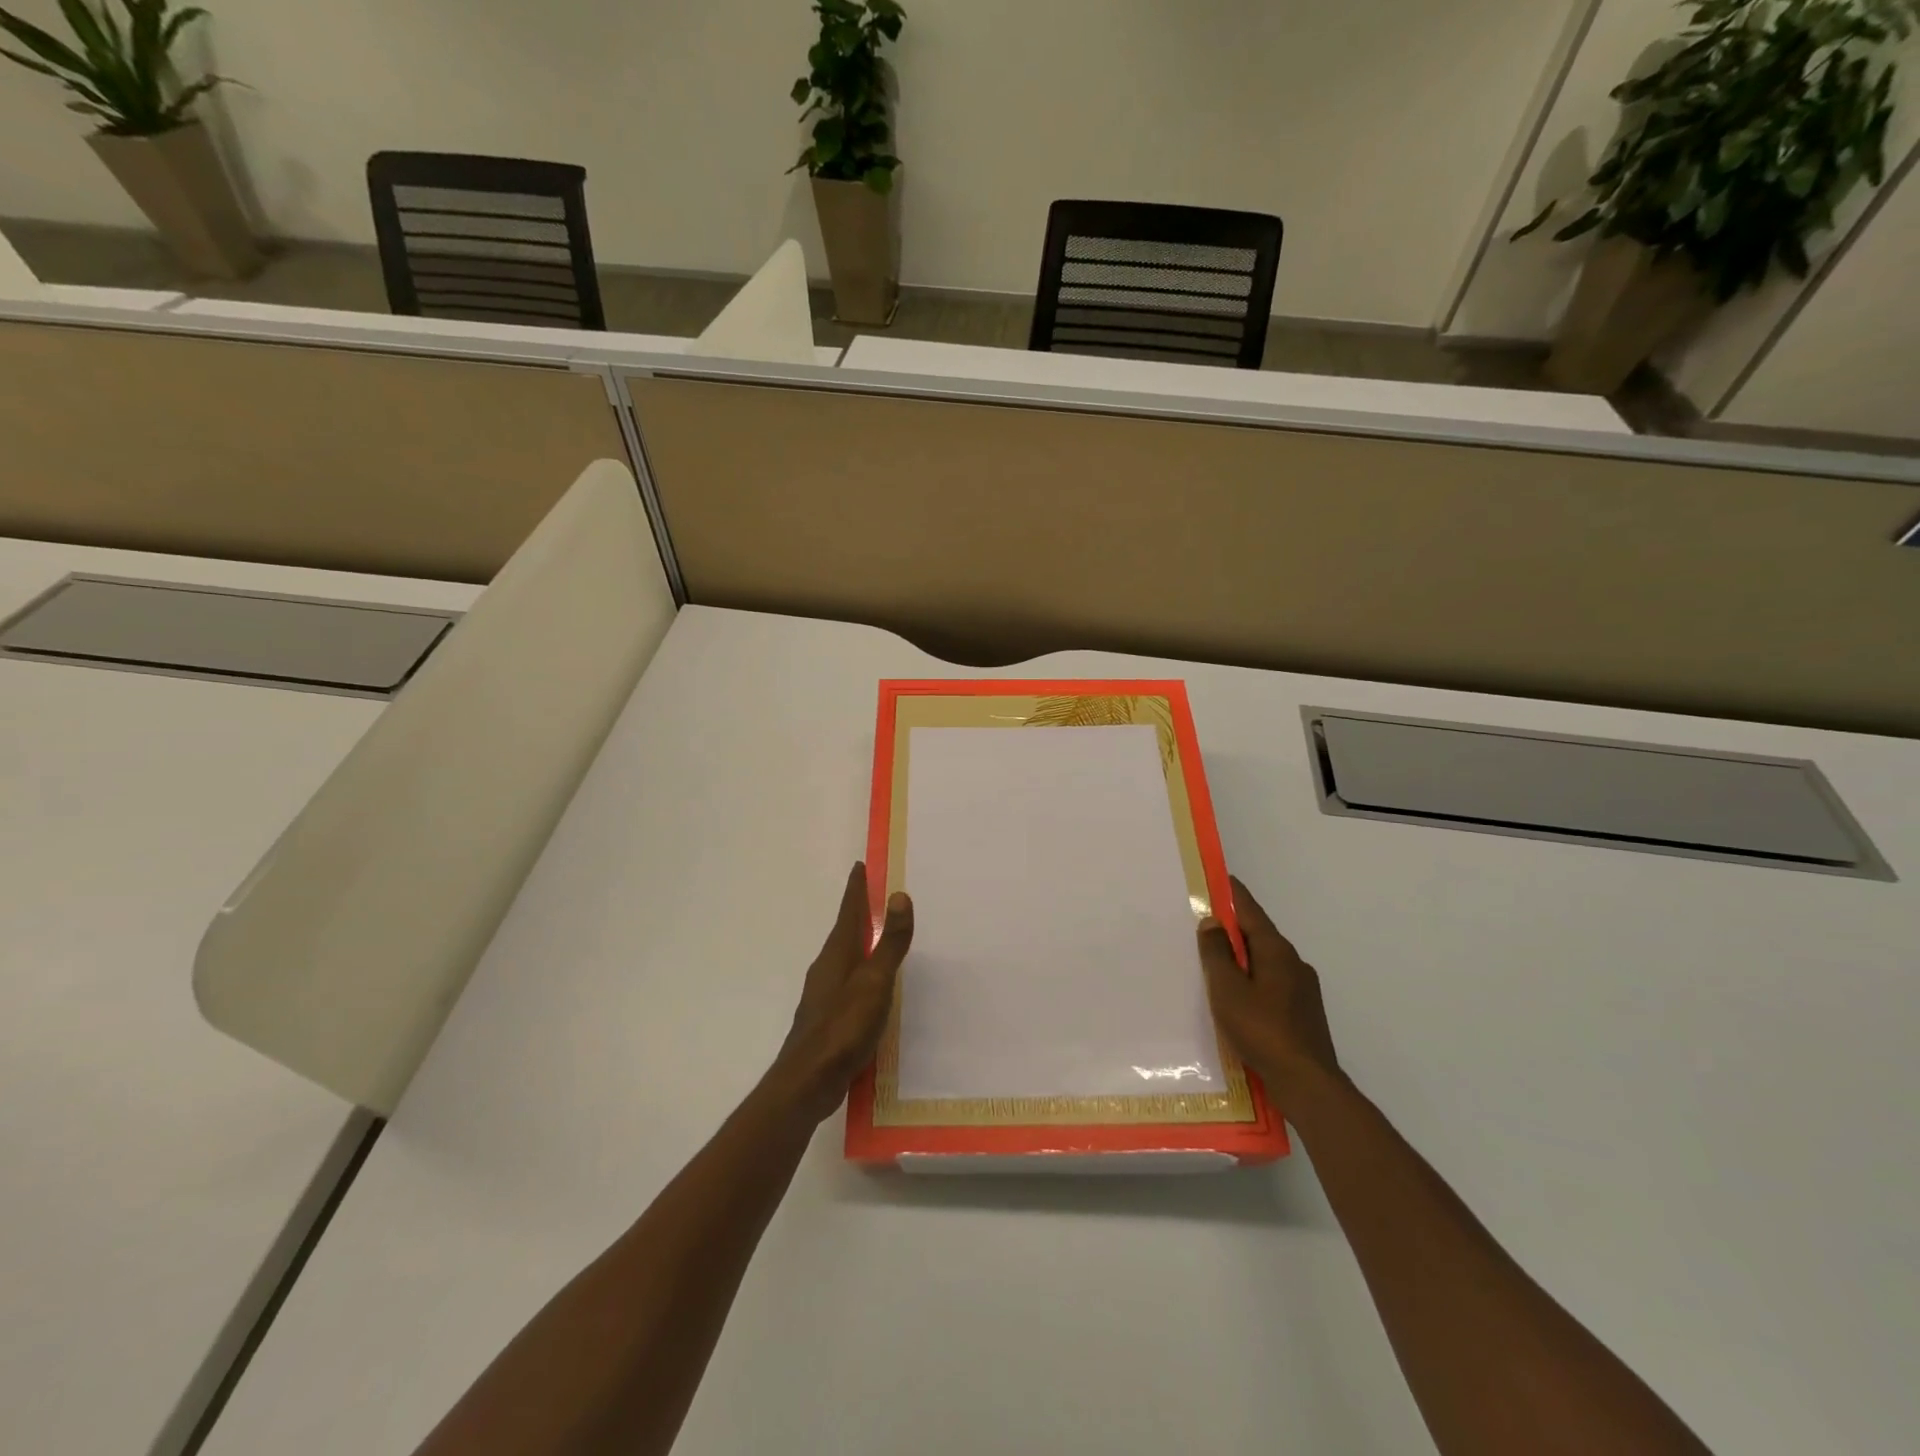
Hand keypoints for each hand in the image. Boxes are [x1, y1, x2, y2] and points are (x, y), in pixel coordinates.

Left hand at [766, 862, 913, 1123]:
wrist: (807, 1082)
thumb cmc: (843, 1028)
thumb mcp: (874, 982)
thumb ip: (889, 942)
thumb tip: (899, 895)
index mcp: (837, 954)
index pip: (849, 911)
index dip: (856, 889)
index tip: (860, 866)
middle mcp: (827, 968)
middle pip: (845, 932)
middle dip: (858, 913)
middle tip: (875, 897)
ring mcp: (824, 995)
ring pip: (845, 958)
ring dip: (860, 944)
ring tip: (878, 938)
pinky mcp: (827, 1019)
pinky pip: (847, 983)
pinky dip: (861, 973)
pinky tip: (872, 989)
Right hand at [1198, 876, 1339, 1107]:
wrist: (1307, 1083)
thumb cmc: (1262, 1029)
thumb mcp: (1228, 989)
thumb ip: (1217, 953)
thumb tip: (1213, 922)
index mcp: (1275, 950)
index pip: (1250, 911)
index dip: (1233, 894)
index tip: (1219, 878)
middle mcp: (1294, 962)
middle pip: (1259, 935)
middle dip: (1234, 928)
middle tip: (1205, 924)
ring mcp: (1303, 988)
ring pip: (1266, 961)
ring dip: (1243, 957)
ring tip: (1216, 964)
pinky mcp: (1304, 1012)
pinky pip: (1272, 983)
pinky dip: (1253, 979)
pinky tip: (1239, 998)